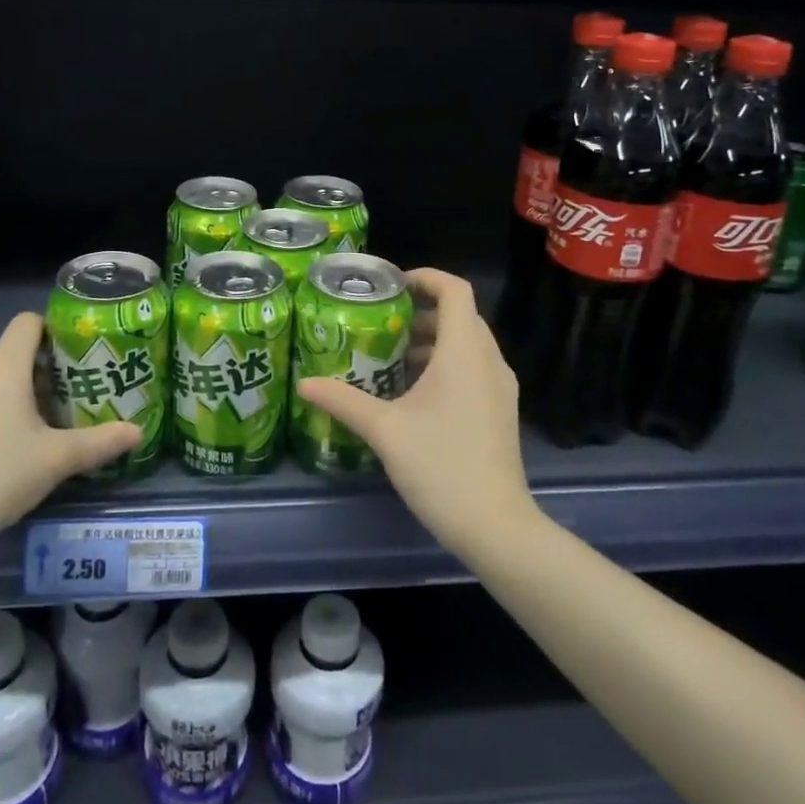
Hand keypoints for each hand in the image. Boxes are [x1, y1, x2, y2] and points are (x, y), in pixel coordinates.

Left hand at [0, 313, 139, 532]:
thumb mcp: (57, 460)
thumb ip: (100, 442)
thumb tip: (139, 432)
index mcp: (4, 365)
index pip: (28, 321)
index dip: (53, 330)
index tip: (75, 356)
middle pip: (12, 351)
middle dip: (40, 368)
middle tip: (68, 395)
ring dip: (14, 390)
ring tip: (40, 421)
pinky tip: (6, 442)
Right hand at [295, 269, 535, 560]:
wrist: (496, 526)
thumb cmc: (440, 465)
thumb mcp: (384, 430)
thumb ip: (343, 400)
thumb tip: (304, 383)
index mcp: (465, 351)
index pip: (454, 290)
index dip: (425, 277)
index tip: (391, 286)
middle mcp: (488, 360)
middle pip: (460, 315)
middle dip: (421, 311)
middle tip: (381, 321)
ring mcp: (500, 387)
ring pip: (468, 343)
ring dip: (432, 340)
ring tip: (390, 356)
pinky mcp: (501, 410)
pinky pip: (474, 368)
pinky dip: (446, 363)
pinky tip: (414, 392)